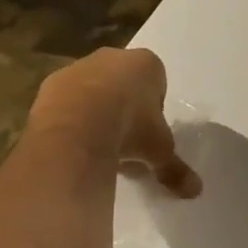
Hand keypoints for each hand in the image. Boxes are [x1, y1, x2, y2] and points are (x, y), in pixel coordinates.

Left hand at [30, 48, 202, 197]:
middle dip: (124, 108)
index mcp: (146, 64)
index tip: (149, 133)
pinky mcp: (51, 83)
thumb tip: (196, 191)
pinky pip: (66, 101)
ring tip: (96, 146)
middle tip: (124, 141)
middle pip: (123, 83)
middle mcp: (112, 57)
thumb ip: (175, 168)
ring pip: (93, 89)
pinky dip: (70, 117)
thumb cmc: (130, 128)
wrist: (75, 127)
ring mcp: (78, 67)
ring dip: (95, 112)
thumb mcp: (159, 151)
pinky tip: (72, 142)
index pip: (156, 82)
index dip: (153, 109)